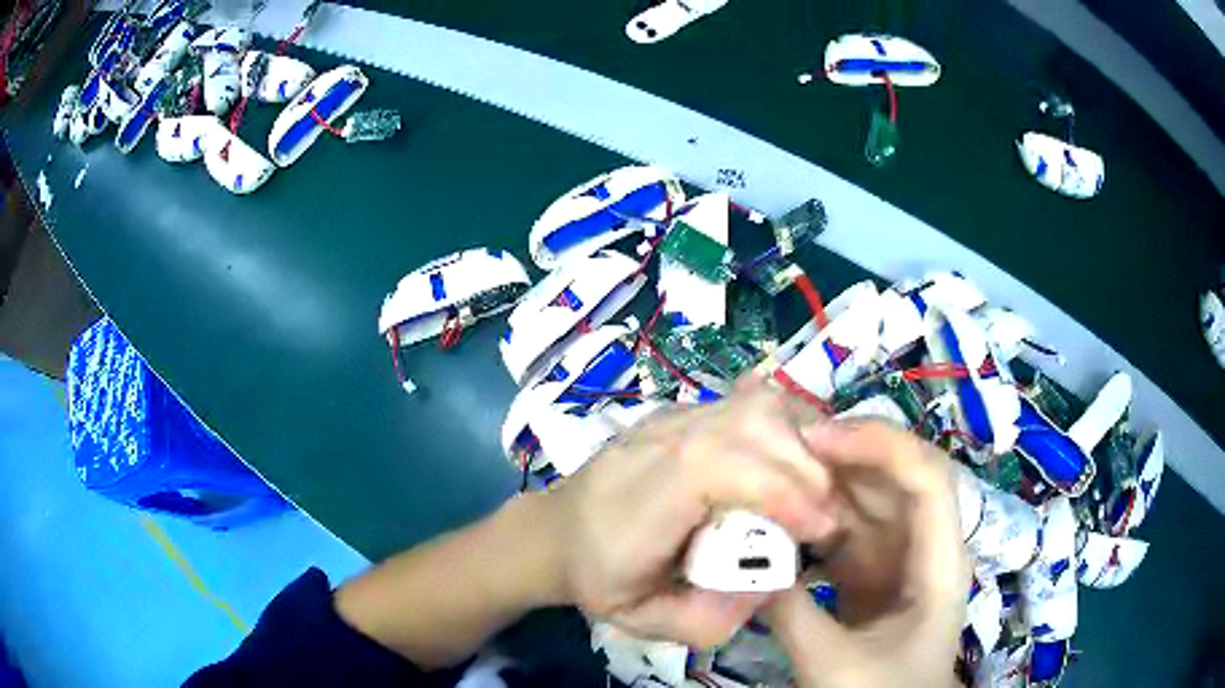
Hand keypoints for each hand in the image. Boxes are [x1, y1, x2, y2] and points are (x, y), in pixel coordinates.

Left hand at [543, 379, 838, 647]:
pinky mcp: (686, 412)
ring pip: (756, 404)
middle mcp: (658, 443)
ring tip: (814, 490)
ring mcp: (672, 418)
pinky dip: (787, 428)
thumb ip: (712, 617)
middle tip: (824, 517)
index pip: (715, 465)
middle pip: (750, 421)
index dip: (781, 490)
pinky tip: (795, 463)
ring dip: (802, 443)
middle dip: (805, 468)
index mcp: (641, 499)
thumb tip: (778, 580)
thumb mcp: (645, 621)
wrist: (557, 531)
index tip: (819, 531)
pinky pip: (750, 403)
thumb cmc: (598, 578)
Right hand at [766, 420, 968, 687]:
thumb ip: (791, 613)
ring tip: (772, 477)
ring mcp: (897, 558)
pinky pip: (844, 532)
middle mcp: (925, 545)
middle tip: (781, 449)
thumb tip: (747, 565)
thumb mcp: (836, 664)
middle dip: (844, 456)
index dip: (880, 446)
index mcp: (939, 562)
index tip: (817, 442)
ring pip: (867, 502)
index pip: (926, 478)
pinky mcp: (870, 574)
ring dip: (824, 486)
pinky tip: (779, 522)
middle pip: (896, 478)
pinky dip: (814, 522)